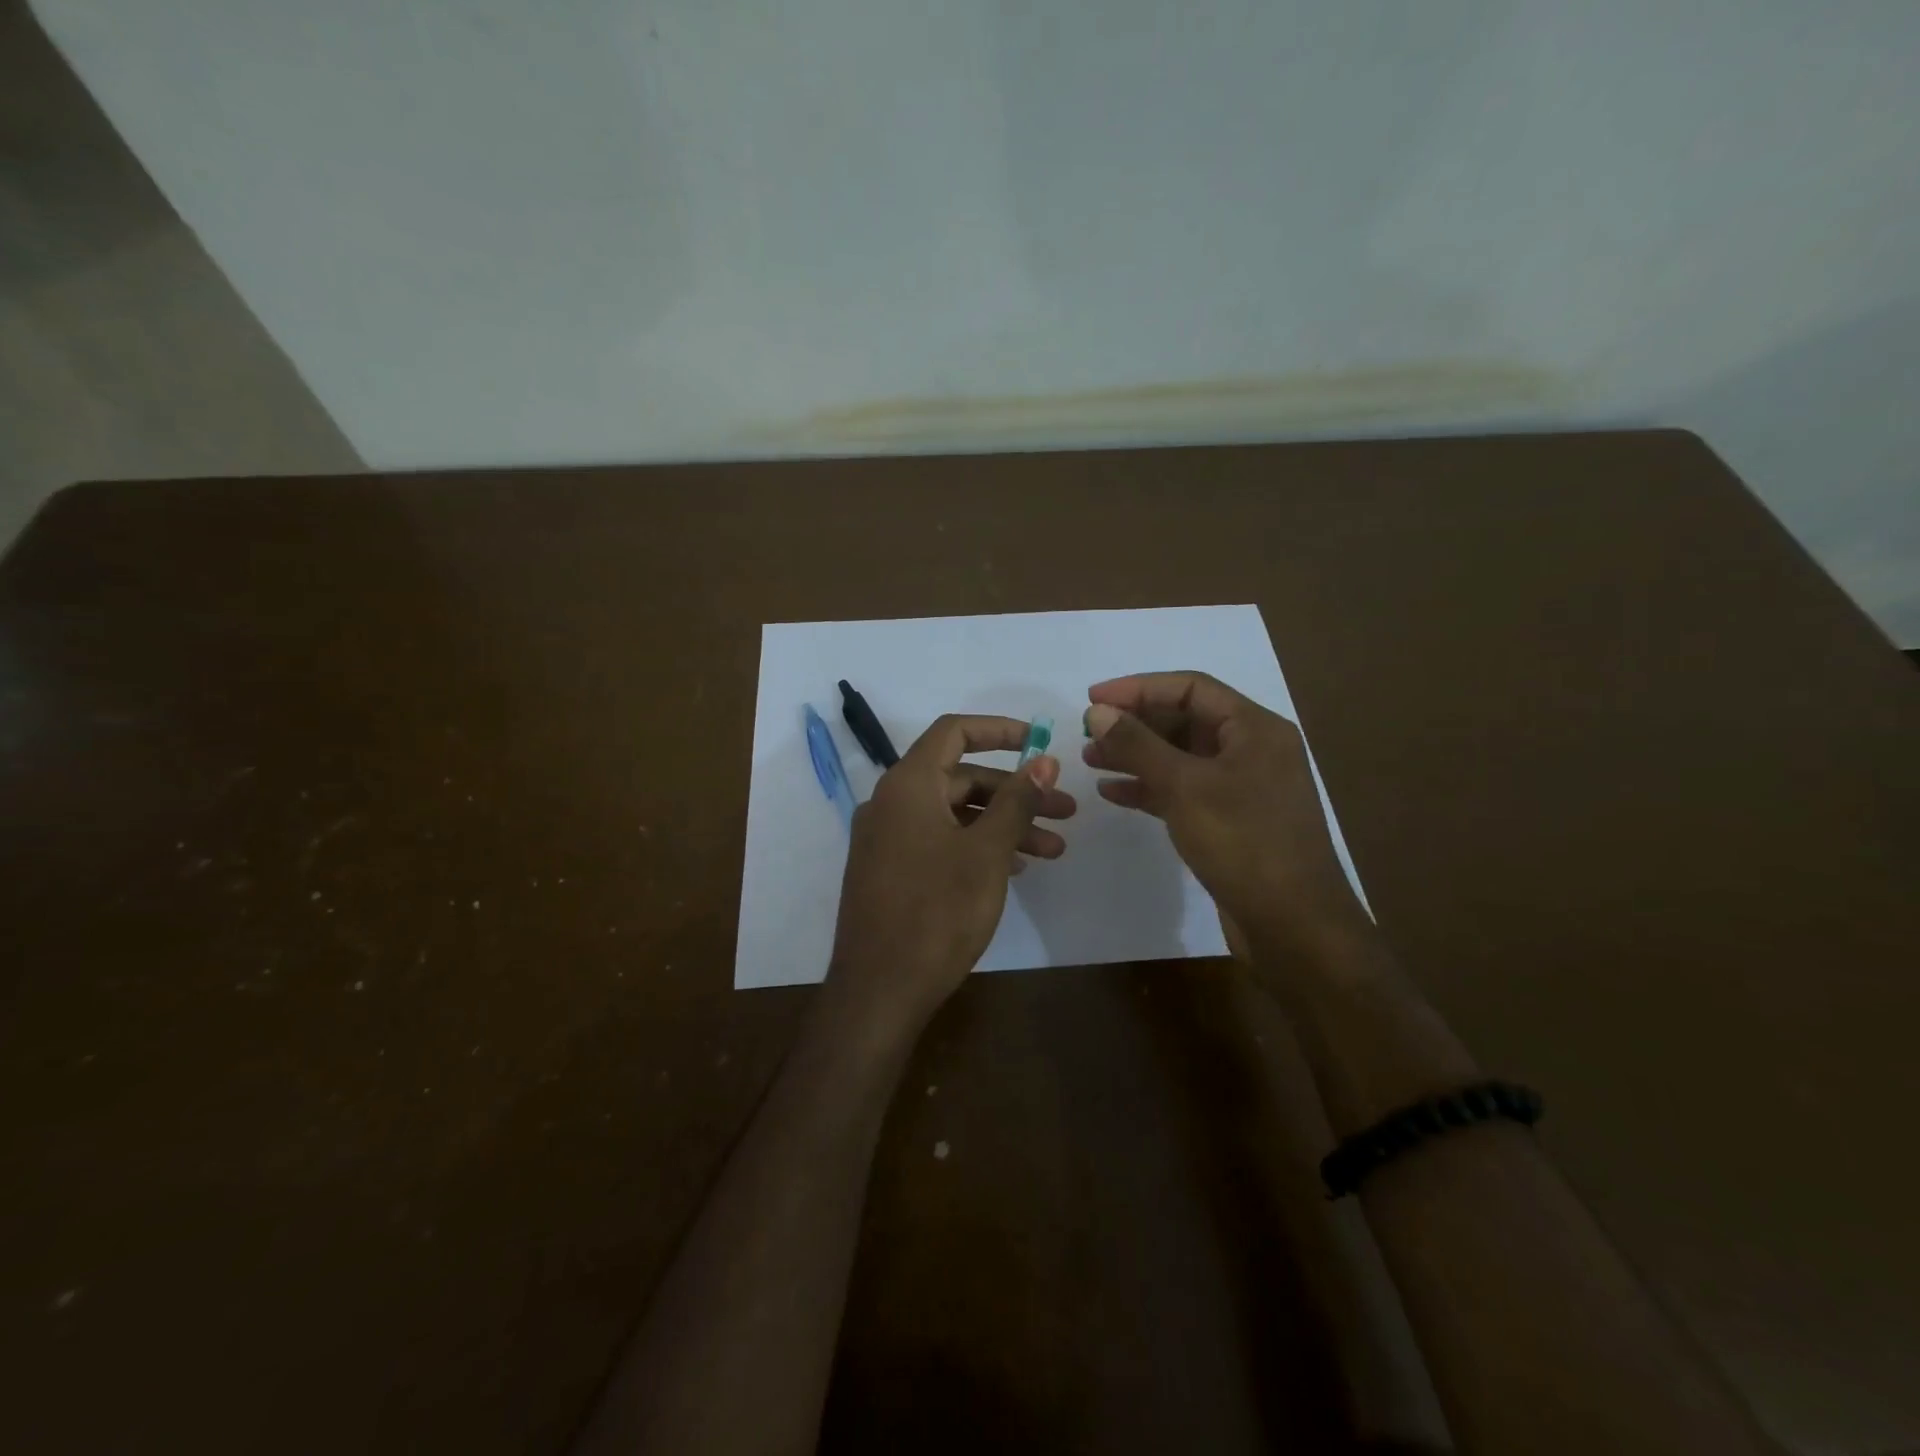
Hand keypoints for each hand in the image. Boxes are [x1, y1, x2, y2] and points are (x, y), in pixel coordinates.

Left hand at [827, 715, 1075, 1039]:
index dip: (999, 730)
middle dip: (1016, 793)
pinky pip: (938, 841)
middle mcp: (891, 803)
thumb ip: (1016, 801)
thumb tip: (1043, 760)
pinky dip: (976, 846)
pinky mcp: (889, 871)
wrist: (878, 991)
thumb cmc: (937, 913)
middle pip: (960, 778)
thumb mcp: (987, 853)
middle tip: (1065, 812)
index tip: (1040, 743)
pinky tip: (1015, 869)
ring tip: (1054, 850)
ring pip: (954, 815)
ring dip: (1003, 826)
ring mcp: (887, 839)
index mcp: (907, 785)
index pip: (954, 732)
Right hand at [1083, 671, 1372, 960]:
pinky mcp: (1230, 821)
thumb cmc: (1243, 843)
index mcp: (1254, 729)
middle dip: (1135, 724)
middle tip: (1087, 732)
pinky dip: (1149, 788)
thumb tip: (1097, 712)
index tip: (1092, 698)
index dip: (1139, 688)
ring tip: (1091, 760)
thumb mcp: (1185, 786)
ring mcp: (1242, 787)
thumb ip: (1138, 745)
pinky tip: (1113, 793)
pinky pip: (1183, 790)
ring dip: (1136, 755)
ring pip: (1181, 757)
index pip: (1191, 688)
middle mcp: (1252, 750)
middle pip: (1185, 721)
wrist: (1293, 925)